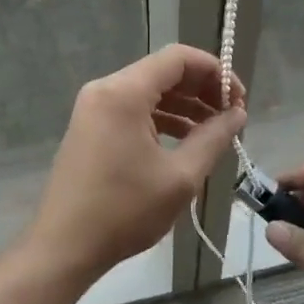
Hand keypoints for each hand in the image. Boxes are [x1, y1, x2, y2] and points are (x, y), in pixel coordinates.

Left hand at [27, 45, 246, 279]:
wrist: (65, 246)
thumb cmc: (124, 211)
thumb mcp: (180, 177)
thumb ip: (214, 138)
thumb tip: (237, 114)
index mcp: (124, 92)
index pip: (178, 58)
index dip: (214, 71)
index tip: (239, 98)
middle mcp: (105, 89)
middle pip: (163, 72)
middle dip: (202, 89)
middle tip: (232, 115)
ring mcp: (94, 108)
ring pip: (149, 91)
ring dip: (184, 105)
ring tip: (215, 131)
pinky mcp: (91, 127)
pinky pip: (133, 109)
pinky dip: (162, 119)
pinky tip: (186, 141)